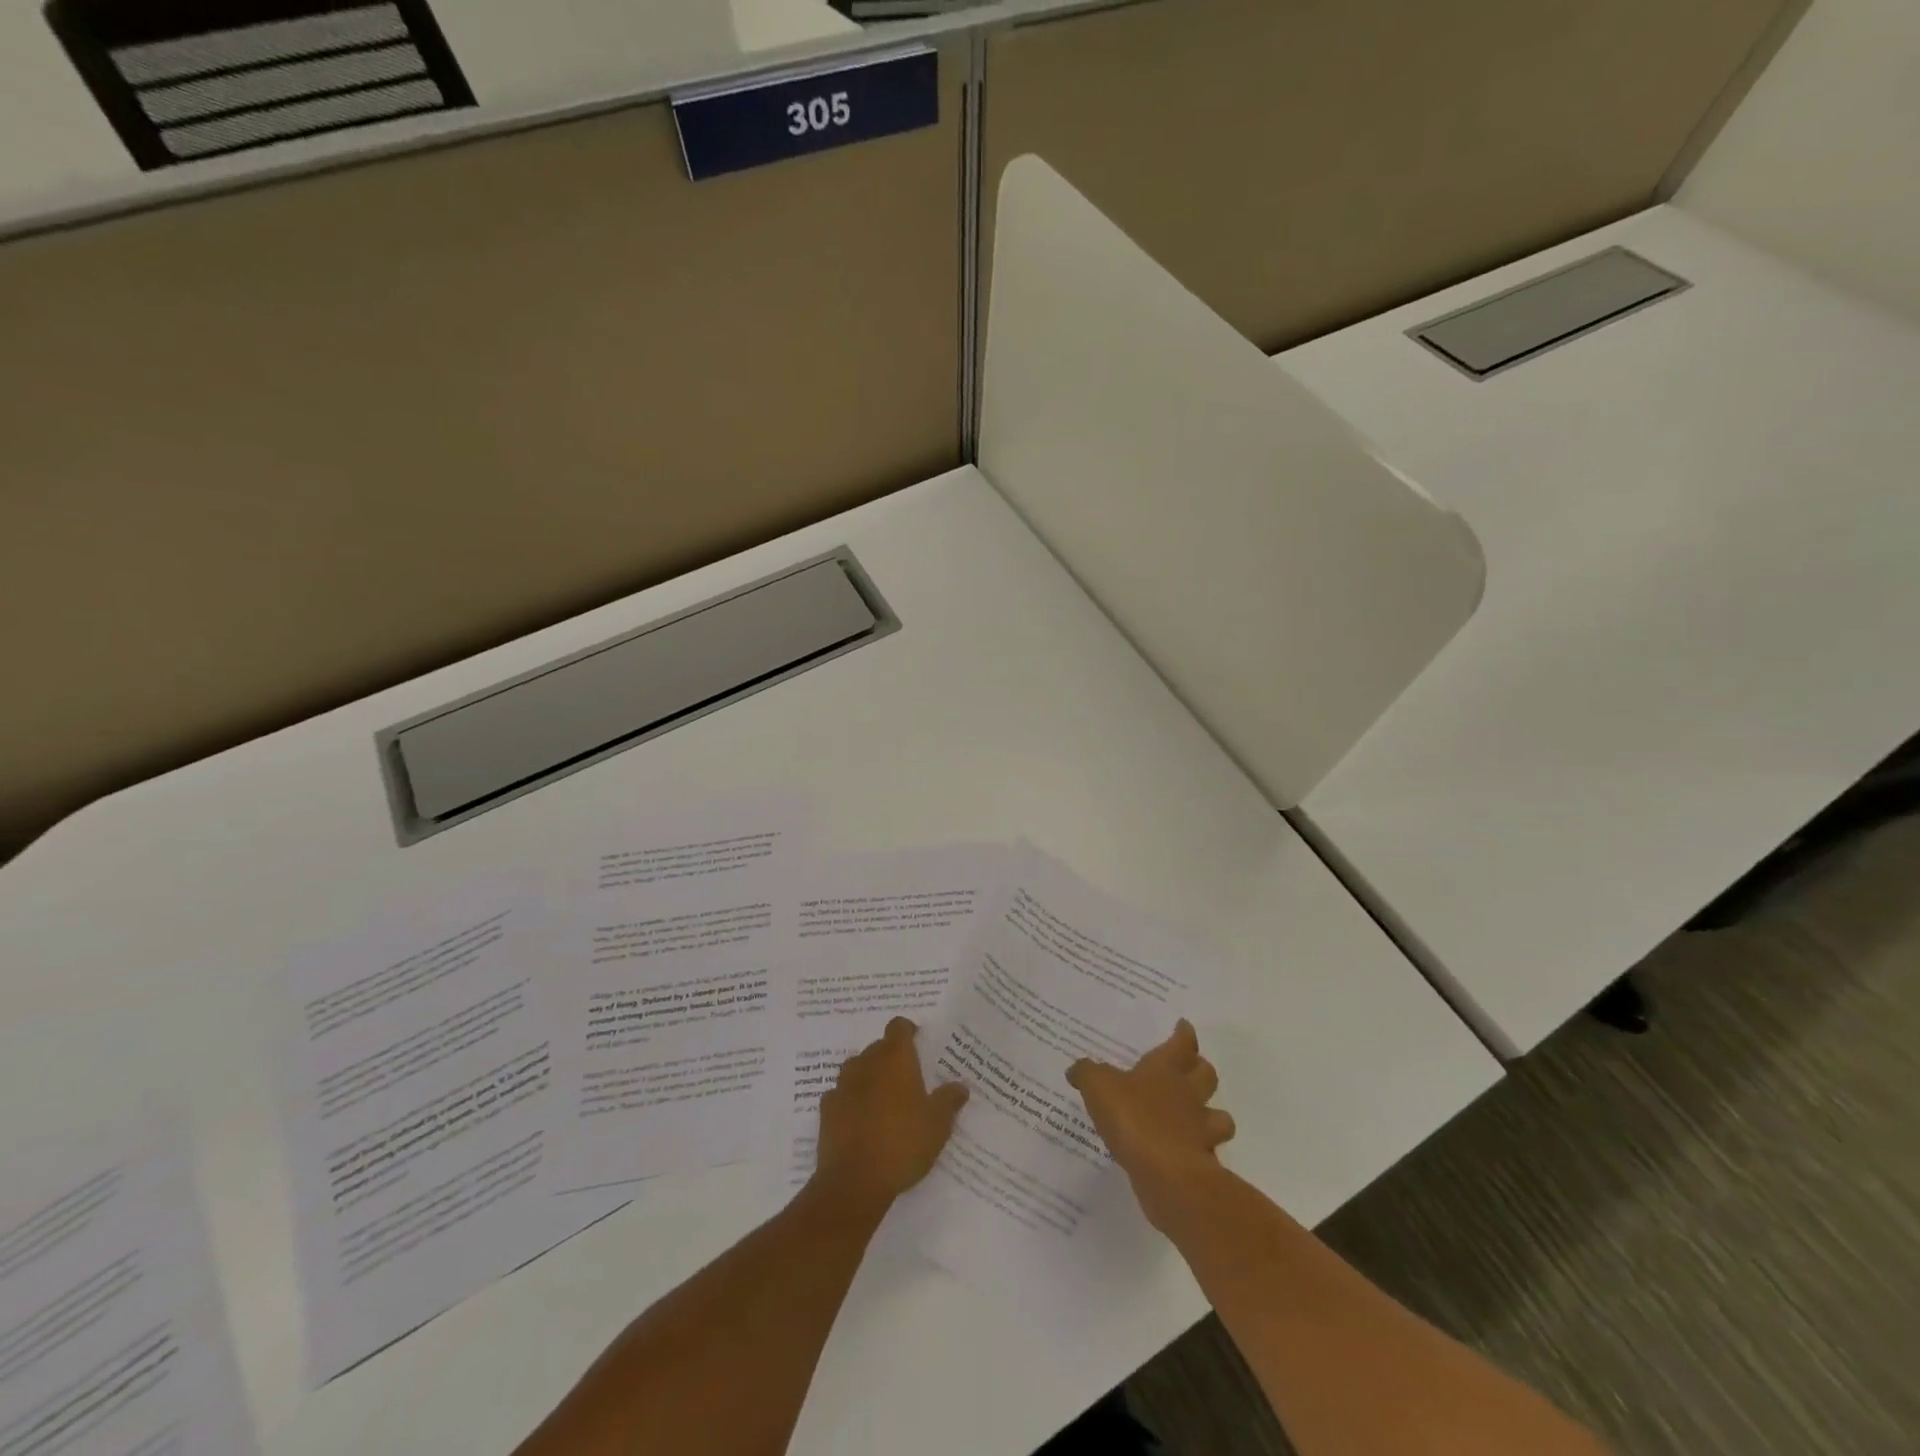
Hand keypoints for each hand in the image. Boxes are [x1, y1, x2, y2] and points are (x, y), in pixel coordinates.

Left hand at [812, 1017, 968, 1216]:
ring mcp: (842, 1085)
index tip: (919, 1045)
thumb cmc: (902, 1143)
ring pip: (857, 1069)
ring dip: (869, 1077)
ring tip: (884, 1101)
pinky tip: (860, 1120)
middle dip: (891, 1058)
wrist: (854, 1181)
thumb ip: (949, 1100)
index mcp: (895, 1058)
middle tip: (908, 1081)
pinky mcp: (826, 1109)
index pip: (898, 1026)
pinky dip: (850, 1101)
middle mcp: (866, 1062)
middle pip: (878, 1047)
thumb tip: (960, 1086)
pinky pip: (841, 1095)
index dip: (908, 1032)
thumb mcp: (938, 1124)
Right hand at [1067, 1019, 1234, 1231]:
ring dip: (1214, 1115)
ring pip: (1220, 1117)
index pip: (1182, 1044)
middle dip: (1202, 1069)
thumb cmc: (1133, 1117)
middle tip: (1192, 1068)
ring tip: (1200, 1118)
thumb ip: (1087, 1073)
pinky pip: (1208, 1153)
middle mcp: (1189, 1095)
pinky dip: (1201, 1152)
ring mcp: (1200, 1130)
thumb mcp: (1098, 1086)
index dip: (1184, 1034)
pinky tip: (1185, 1154)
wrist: (1166, 1173)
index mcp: (1166, 1069)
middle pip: (1207, 1075)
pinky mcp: (1202, 1164)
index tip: (1184, 1026)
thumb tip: (1075, 1068)